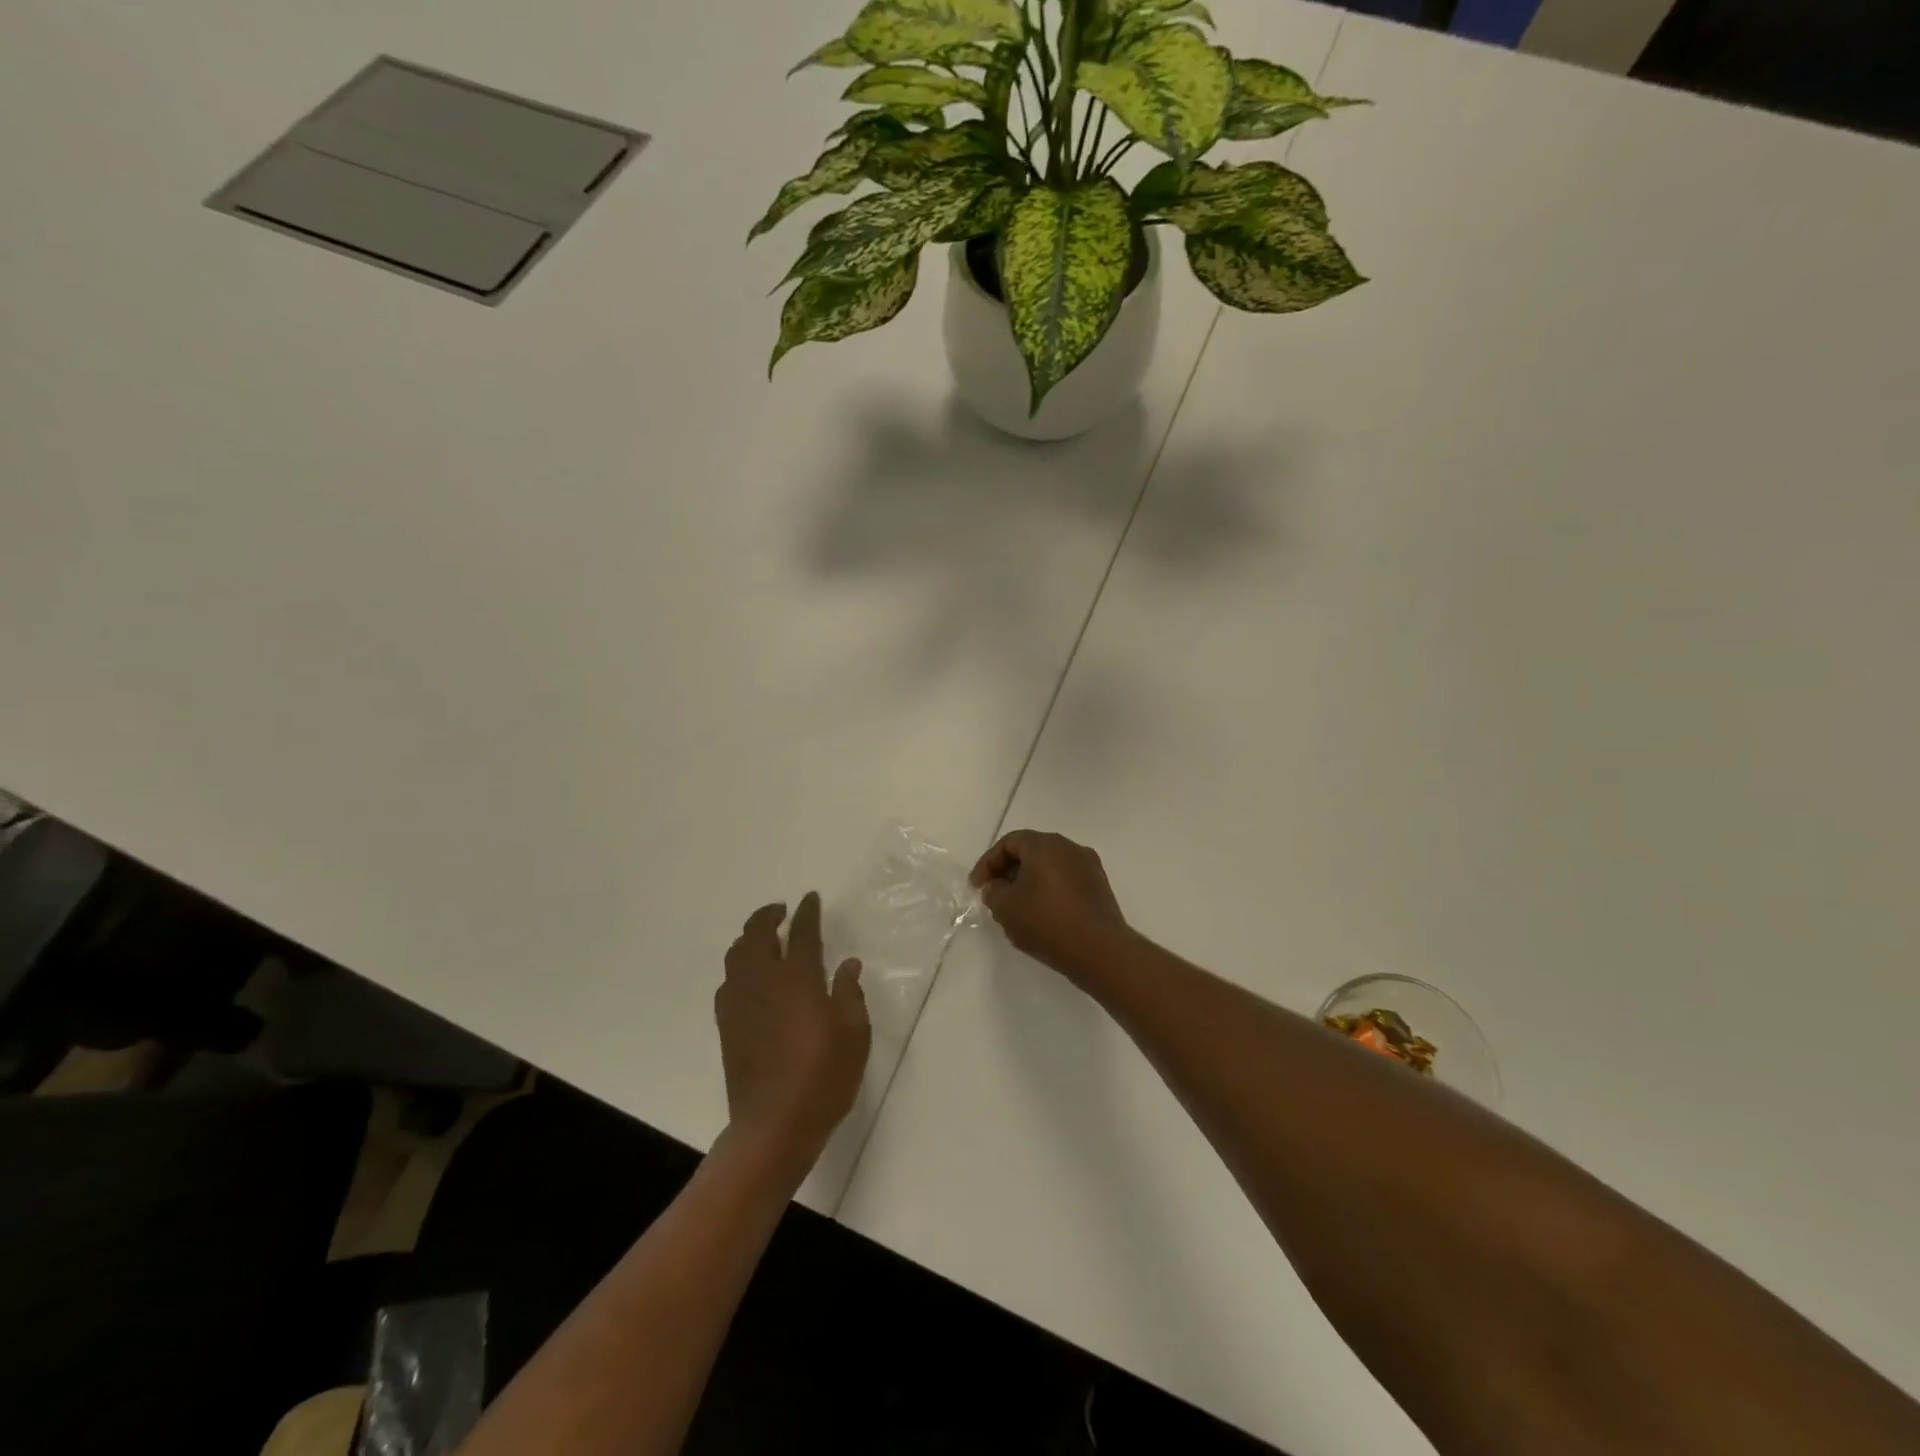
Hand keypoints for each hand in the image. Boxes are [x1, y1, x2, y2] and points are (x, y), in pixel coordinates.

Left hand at [716, 892, 868, 1176]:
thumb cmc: (823, 1077)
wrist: (773, 1125)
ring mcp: (740, 1002)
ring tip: (764, 937)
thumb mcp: (854, 1034)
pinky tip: (750, 976)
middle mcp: (764, 981)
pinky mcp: (727, 1025)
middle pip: (758, 934)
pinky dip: (739, 966)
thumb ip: (849, 994)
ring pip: (737, 954)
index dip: (807, 912)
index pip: (802, 933)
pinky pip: (728, 980)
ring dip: (750, 937)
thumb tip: (848, 964)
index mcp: (798, 979)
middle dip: (768, 916)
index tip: (810, 898)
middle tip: (782, 911)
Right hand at [969, 829, 1130, 977]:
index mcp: (1044, 844)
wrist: (1099, 950)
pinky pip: (1066, 881)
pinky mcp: (1099, 887)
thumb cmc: (1047, 922)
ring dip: (1029, 882)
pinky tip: (1042, 916)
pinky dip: (1049, 891)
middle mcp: (1069, 847)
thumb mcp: (1006, 908)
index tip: (977, 887)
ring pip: (1049, 867)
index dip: (988, 863)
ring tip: (1017, 908)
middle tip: (995, 895)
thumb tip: (996, 887)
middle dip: (1008, 872)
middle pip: (1031, 851)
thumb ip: (993, 892)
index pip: (1009, 843)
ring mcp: (1088, 866)